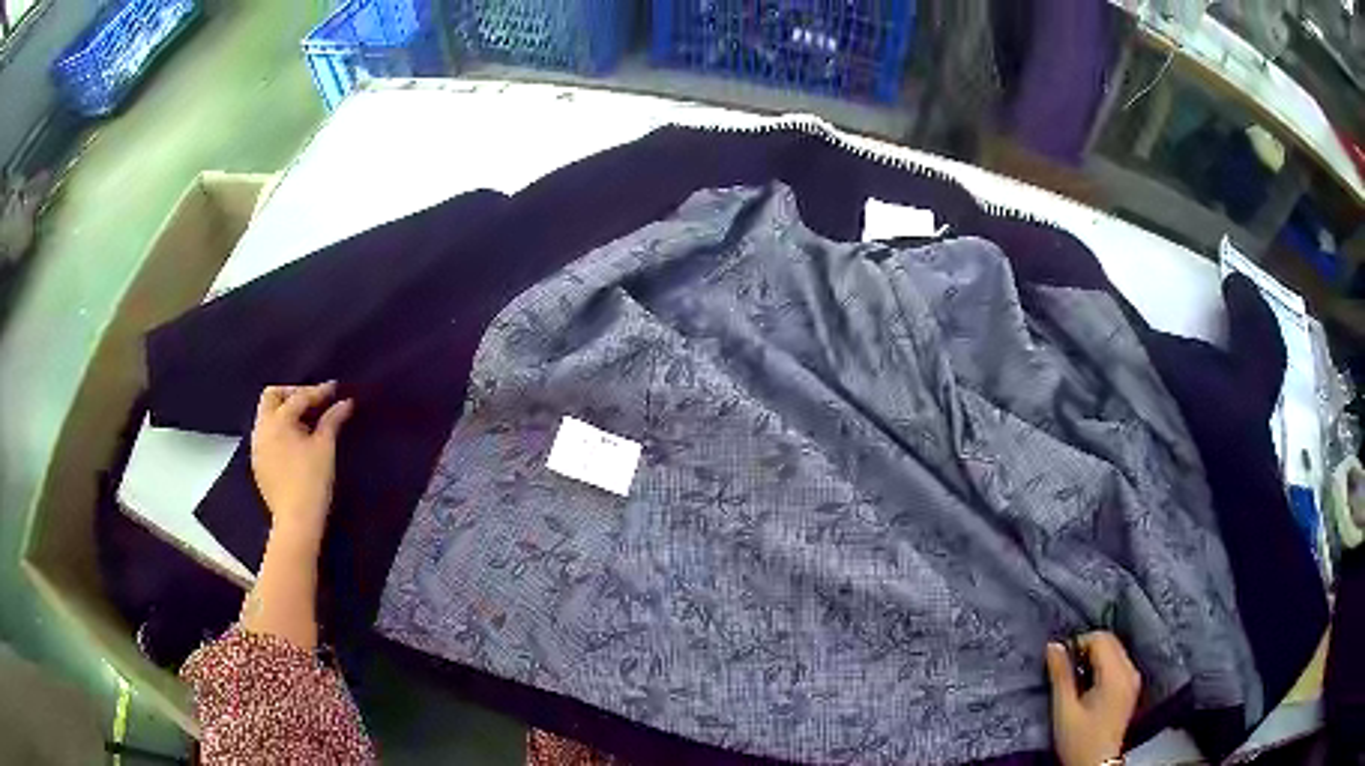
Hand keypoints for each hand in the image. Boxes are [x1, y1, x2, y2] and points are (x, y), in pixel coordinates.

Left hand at [250, 382, 352, 545]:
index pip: (298, 397)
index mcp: (277, 421)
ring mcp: (256, 447)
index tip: (335, 388)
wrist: (296, 521)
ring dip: (283, 411)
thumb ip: (332, 420)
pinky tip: (293, 442)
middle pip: (271, 396)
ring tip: (304, 421)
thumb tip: (345, 403)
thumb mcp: (325, 447)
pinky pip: (265, 435)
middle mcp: (262, 429)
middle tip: (312, 401)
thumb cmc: (312, 481)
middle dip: (291, 393)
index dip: (318, 392)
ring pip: (266, 416)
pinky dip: (279, 430)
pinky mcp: (258, 463)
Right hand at [1046, 632, 1141, 765]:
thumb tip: (1053, 645)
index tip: (1060, 661)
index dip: (1079, 643)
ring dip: (1095, 657)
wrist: (1096, 764)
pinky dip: (1103, 665)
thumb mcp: (1064, 710)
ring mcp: (1133, 678)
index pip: (1101, 639)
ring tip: (1076, 679)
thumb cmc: (1078, 739)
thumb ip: (1060, 676)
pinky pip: (1119, 662)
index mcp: (1116, 674)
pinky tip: (1089, 685)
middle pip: (1110, 642)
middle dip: (1087, 648)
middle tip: (1066, 669)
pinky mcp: (1131, 687)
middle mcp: (1130, 670)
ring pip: (1115, 650)